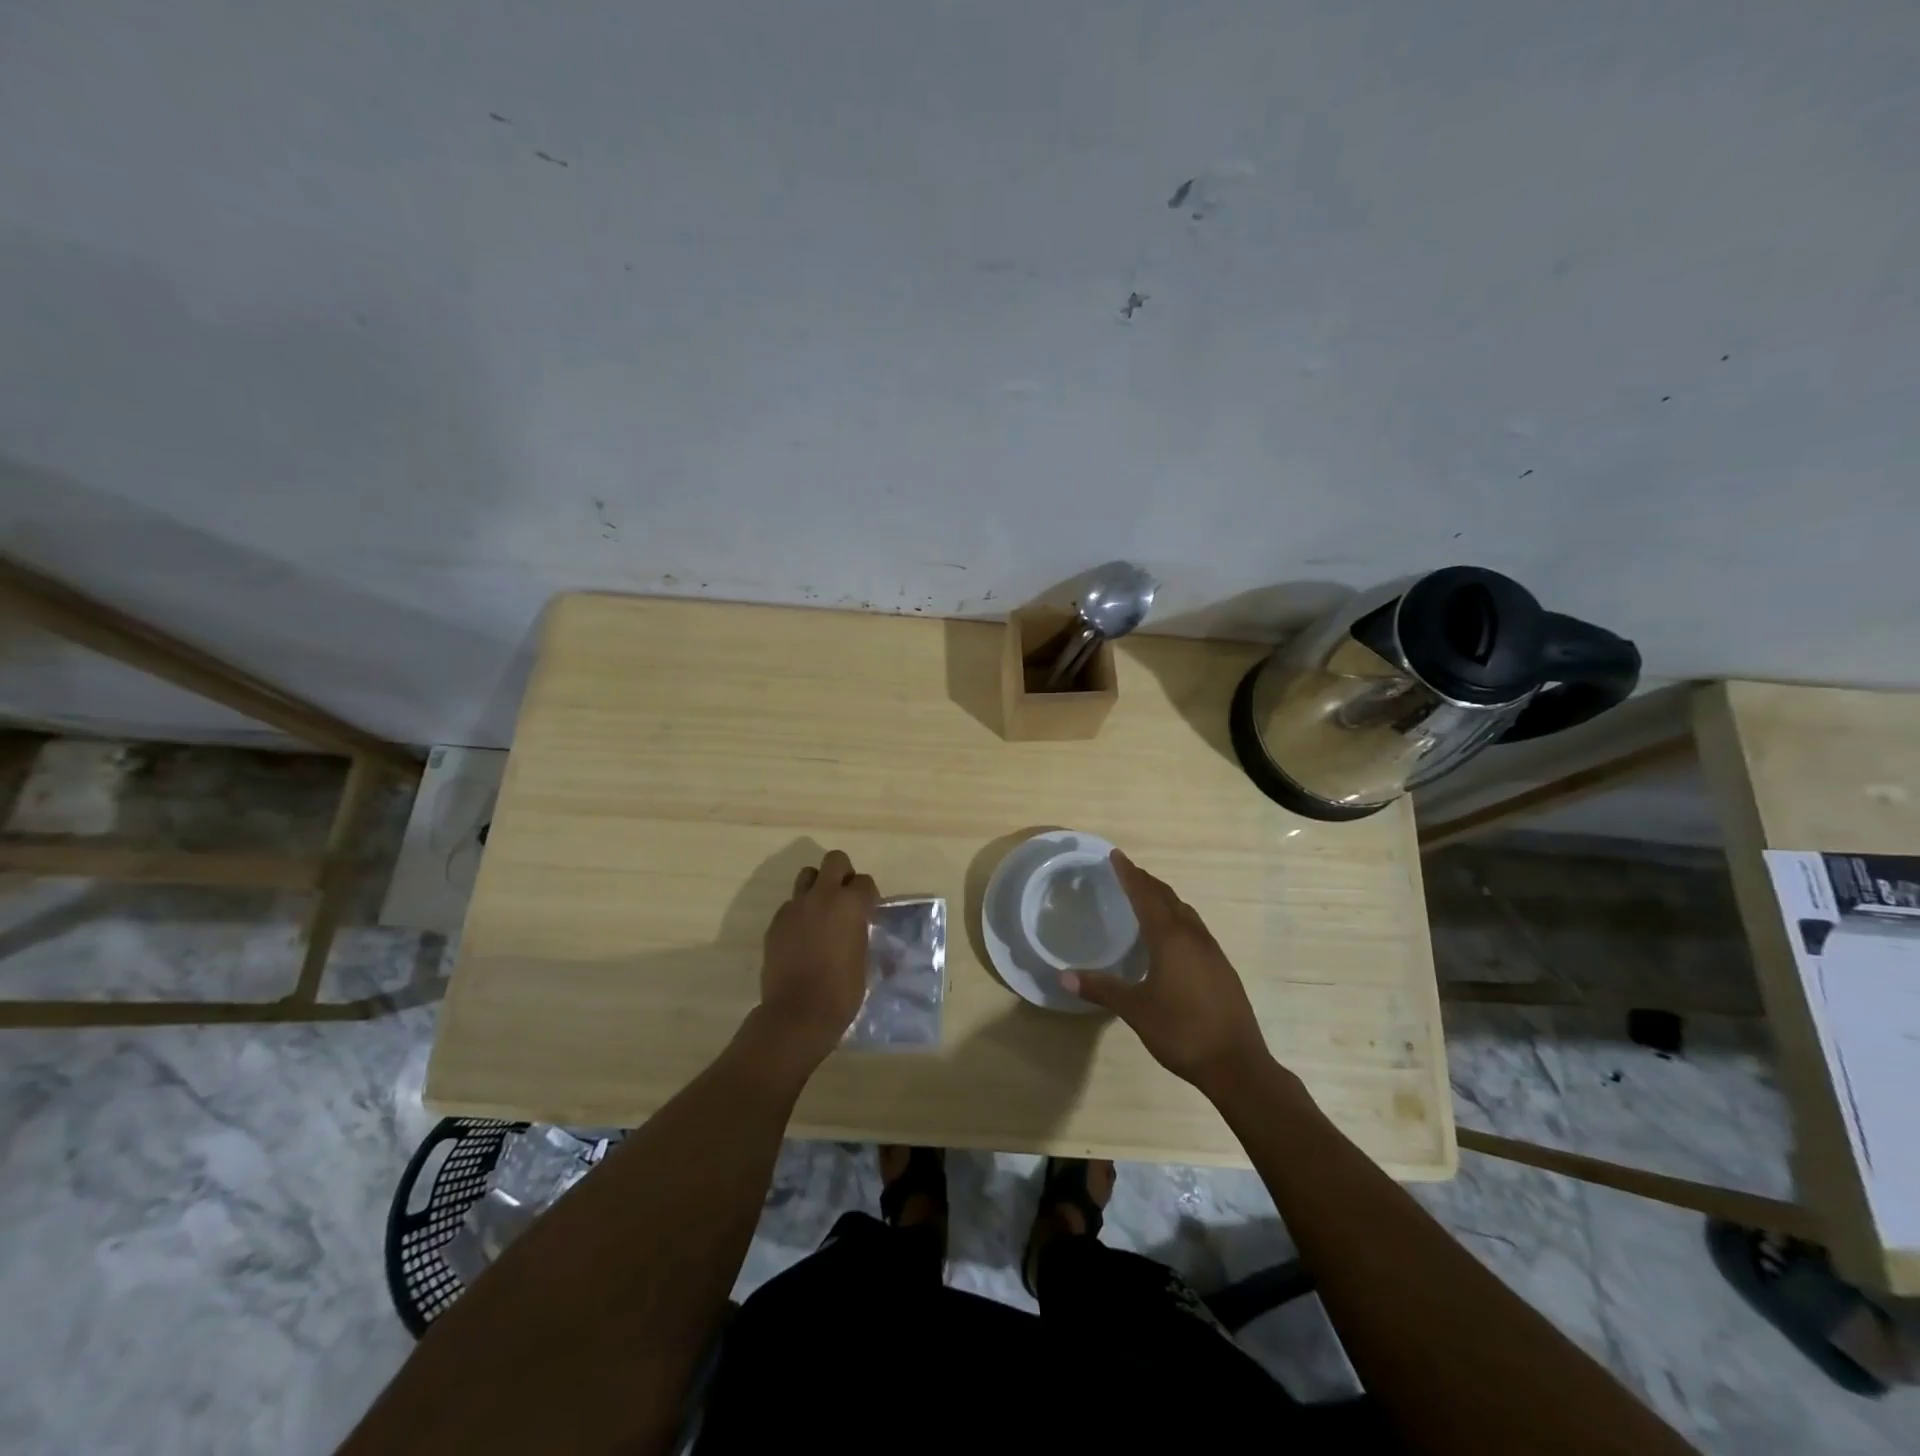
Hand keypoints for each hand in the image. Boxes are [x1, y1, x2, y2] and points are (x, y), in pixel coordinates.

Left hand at [755, 849, 878, 1066]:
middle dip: (842, 873)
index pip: (865, 882)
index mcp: (851, 904)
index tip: (868, 912)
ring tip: (821, 913)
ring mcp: (795, 907)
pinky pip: (790, 905)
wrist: (798, 1013)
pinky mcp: (776, 922)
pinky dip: (799, 913)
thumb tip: (858, 927)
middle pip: (834, 861)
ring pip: (807, 876)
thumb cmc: (842, 991)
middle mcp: (823, 896)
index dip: (868, 895)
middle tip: (845, 898)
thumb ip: (860, 932)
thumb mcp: (864, 958)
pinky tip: (802, 937)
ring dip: (817, 887)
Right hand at [1063, 850, 1270, 1093]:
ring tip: (1147, 898)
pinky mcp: (1222, 969)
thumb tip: (1063, 975)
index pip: (1146, 896)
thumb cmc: (1181, 1031)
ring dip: (1164, 899)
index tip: (1116, 855)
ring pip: (1185, 912)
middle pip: (1168, 898)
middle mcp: (1193, 937)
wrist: (1238, 1065)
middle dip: (1146, 882)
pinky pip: (1195, 929)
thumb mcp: (1135, 1010)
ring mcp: (1212, 952)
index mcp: (1170, 939)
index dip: (1129, 874)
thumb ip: (1101, 988)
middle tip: (1127, 872)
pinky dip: (1177, 919)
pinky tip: (1171, 937)